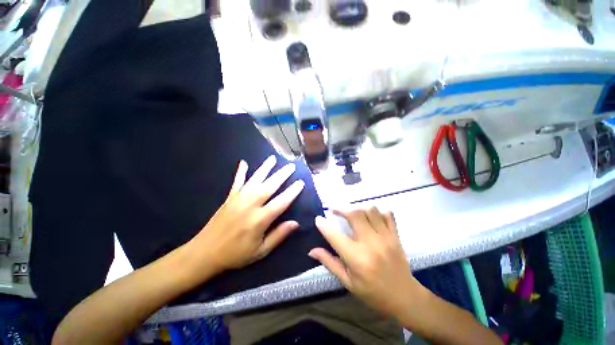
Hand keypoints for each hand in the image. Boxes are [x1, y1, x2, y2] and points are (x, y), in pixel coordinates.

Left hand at [188, 155, 304, 273]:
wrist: (204, 253)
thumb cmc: (236, 255)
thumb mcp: (260, 251)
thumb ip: (278, 236)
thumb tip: (295, 223)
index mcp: (259, 220)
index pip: (281, 202)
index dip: (292, 192)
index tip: (300, 182)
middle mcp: (250, 205)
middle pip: (269, 186)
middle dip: (282, 175)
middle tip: (291, 166)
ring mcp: (238, 199)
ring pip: (254, 180)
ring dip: (265, 168)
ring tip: (273, 158)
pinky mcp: (229, 198)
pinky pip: (236, 182)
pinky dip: (241, 172)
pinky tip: (244, 162)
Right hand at [309, 208, 420, 317]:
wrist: (404, 297)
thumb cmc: (372, 292)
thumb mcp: (348, 282)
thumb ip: (330, 263)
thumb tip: (312, 250)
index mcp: (357, 258)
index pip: (335, 236)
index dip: (323, 225)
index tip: (318, 219)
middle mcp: (371, 244)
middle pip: (355, 214)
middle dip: (341, 208)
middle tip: (334, 210)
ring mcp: (386, 237)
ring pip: (371, 210)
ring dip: (358, 208)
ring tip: (352, 213)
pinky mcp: (395, 235)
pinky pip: (387, 214)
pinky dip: (377, 211)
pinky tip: (370, 216)